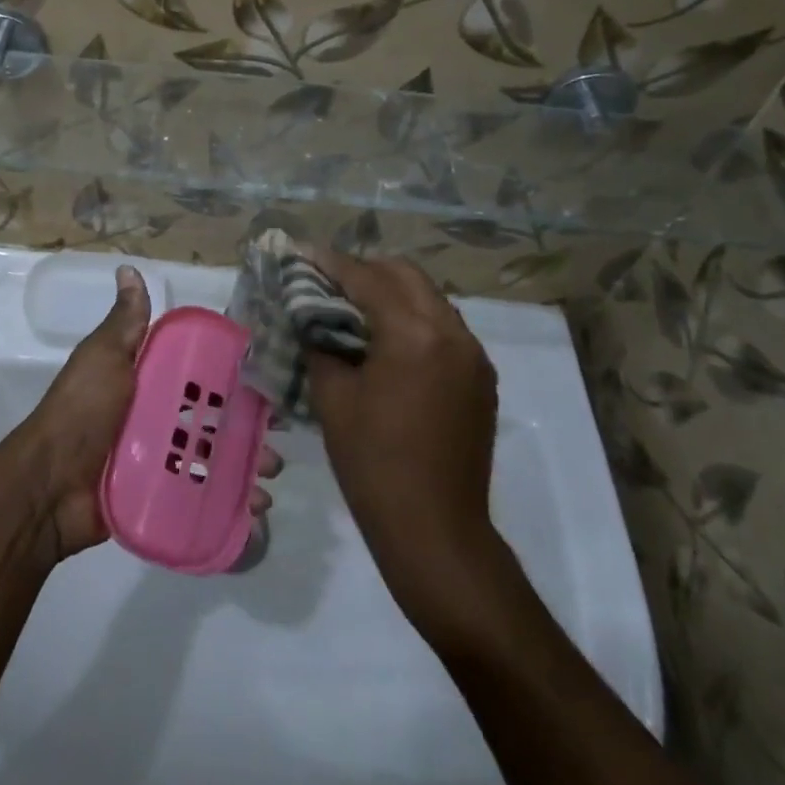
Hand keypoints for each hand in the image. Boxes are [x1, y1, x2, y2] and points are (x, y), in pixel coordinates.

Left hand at [6, 265, 282, 563]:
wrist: (49, 486)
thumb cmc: (82, 412)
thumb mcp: (103, 358)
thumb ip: (124, 322)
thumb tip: (128, 268)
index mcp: (148, 381)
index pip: (198, 371)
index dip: (231, 370)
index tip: (268, 371)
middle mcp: (158, 417)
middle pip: (214, 416)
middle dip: (248, 423)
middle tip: (279, 431)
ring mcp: (161, 460)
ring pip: (215, 458)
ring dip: (247, 464)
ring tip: (271, 473)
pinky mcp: (162, 497)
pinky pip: (203, 496)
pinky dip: (231, 502)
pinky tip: (256, 507)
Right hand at [306, 252, 500, 633]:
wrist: (436, 530)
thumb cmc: (374, 463)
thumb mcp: (333, 397)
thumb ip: (321, 344)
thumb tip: (312, 318)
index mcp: (415, 334)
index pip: (368, 279)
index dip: (331, 264)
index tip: (303, 254)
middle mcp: (453, 333)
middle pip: (406, 276)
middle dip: (366, 270)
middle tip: (328, 280)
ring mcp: (473, 356)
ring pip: (429, 299)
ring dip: (392, 293)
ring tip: (354, 308)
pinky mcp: (481, 379)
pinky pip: (444, 328)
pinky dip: (414, 319)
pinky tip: (387, 341)